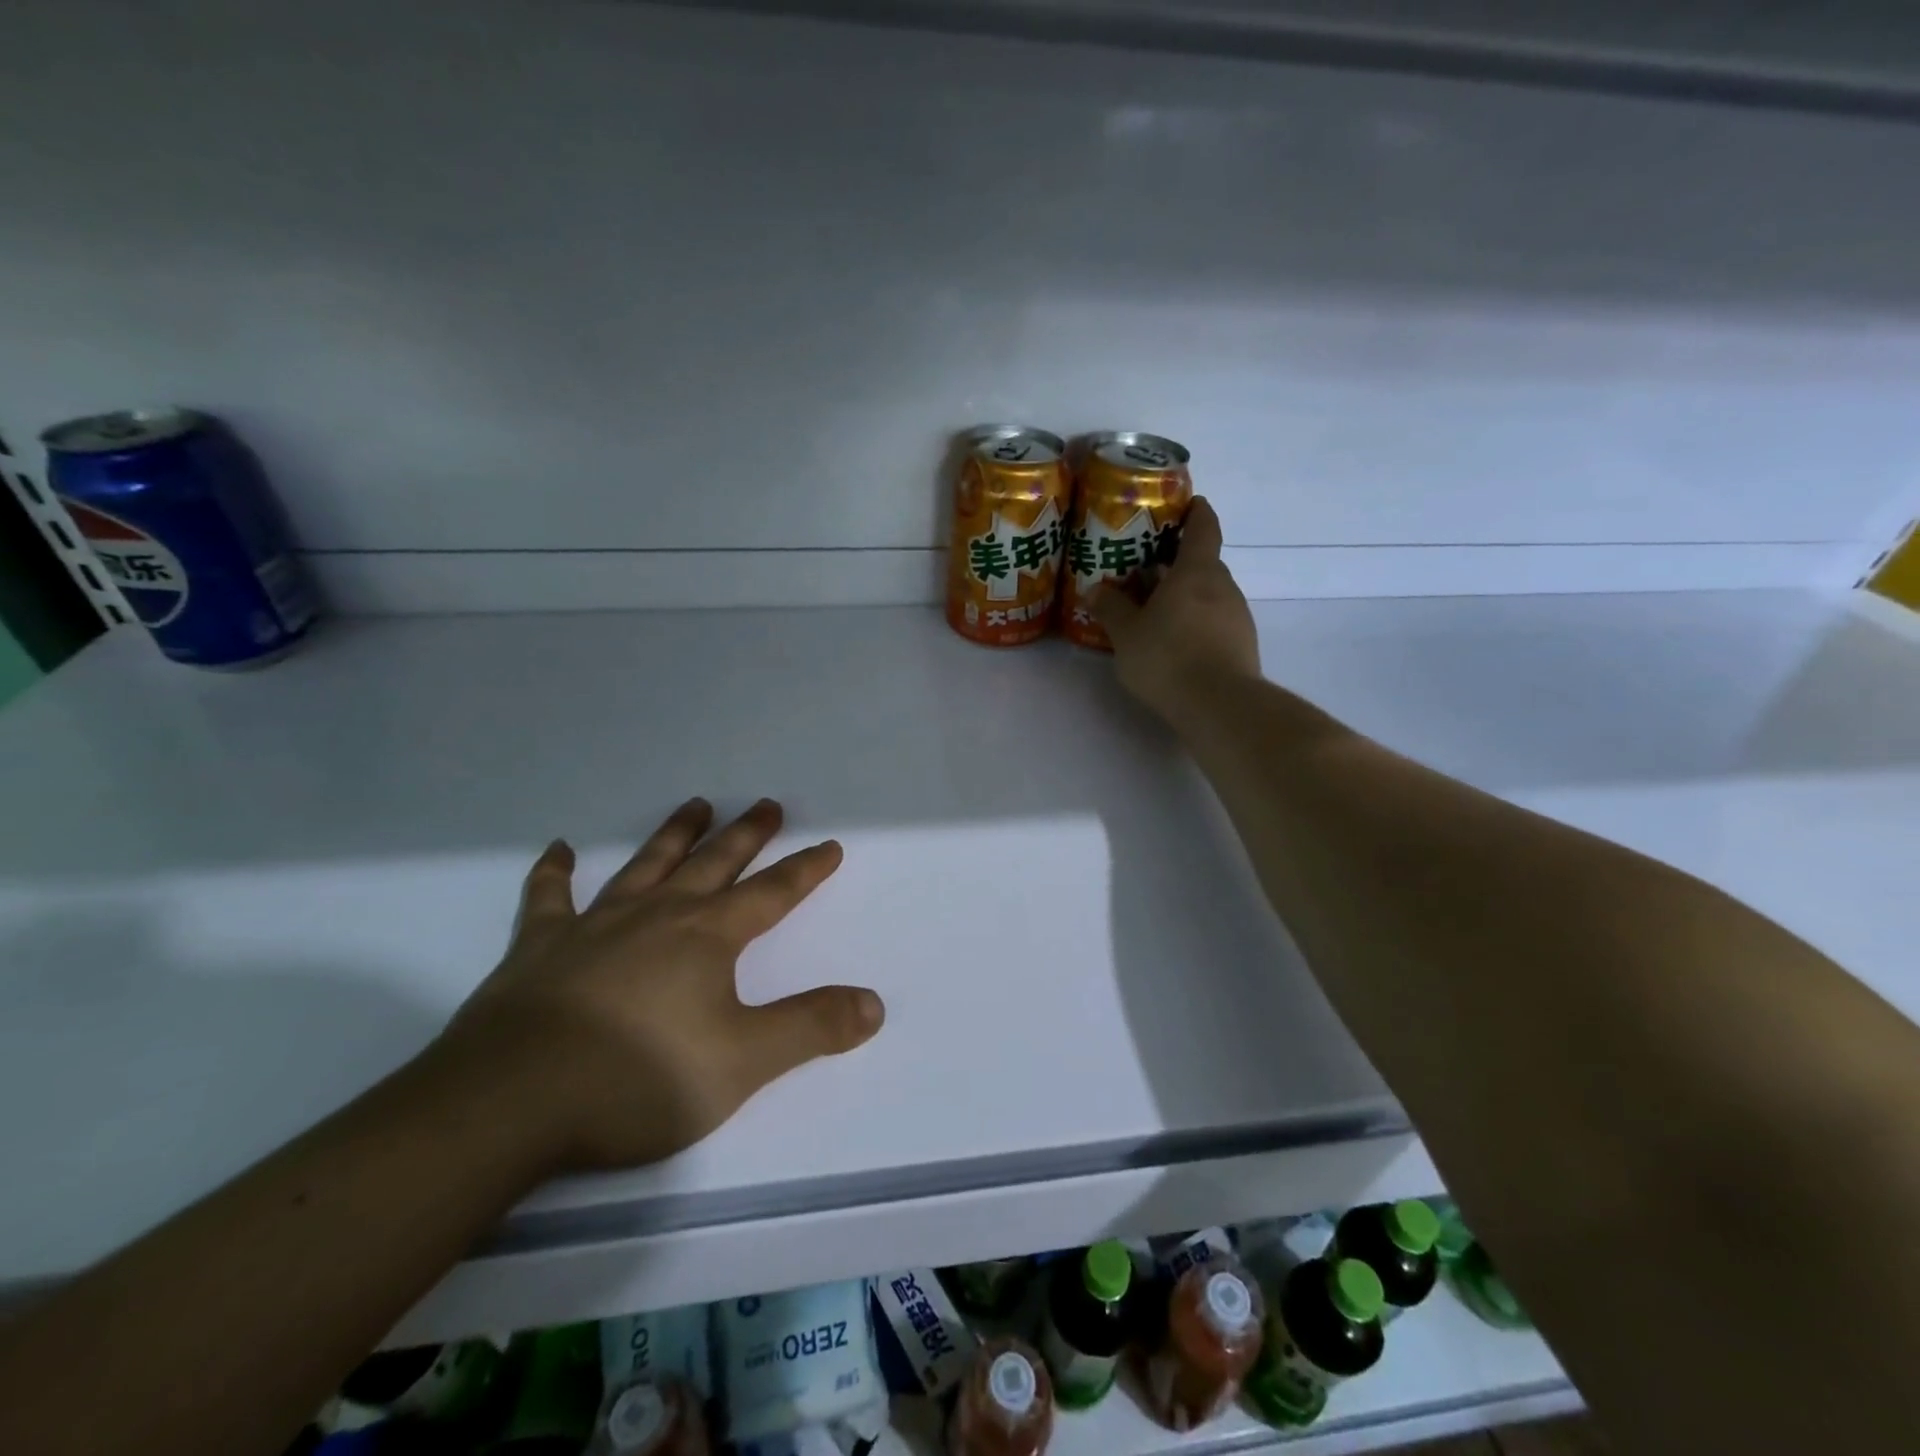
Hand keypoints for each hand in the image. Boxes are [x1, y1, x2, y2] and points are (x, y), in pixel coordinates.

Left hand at [429, 798, 884, 1173]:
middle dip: (745, 834)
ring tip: (694, 805)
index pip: (772, 893)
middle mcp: (657, 915)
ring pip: (646, 865)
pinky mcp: (538, 948)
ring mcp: (595, 925)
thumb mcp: (743, 1062)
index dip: (805, 869)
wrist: (509, 1105)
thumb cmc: (637, 1079)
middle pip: (713, 863)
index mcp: (707, 937)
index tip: (829, 845)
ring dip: (674, 834)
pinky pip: (549, 898)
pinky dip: (554, 872)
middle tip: (765, 804)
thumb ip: (812, 1028)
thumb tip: (874, 1004)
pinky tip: (558, 850)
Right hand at [1093, 497, 1261, 720]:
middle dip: (1177, 563)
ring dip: (1185, 596)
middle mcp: (1223, 586)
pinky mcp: (1241, 644)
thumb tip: (1096, 590)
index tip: (1186, 504)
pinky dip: (1195, 621)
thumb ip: (1112, 609)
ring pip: (1208, 594)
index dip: (1196, 512)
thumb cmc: (1168, 657)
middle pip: (1203, 563)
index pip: (1203, 527)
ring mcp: (1237, 616)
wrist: (1220, 705)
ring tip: (1154, 610)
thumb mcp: (1127, 634)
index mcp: (1196, 571)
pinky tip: (1174, 642)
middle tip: (1146, 570)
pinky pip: (1214, 621)